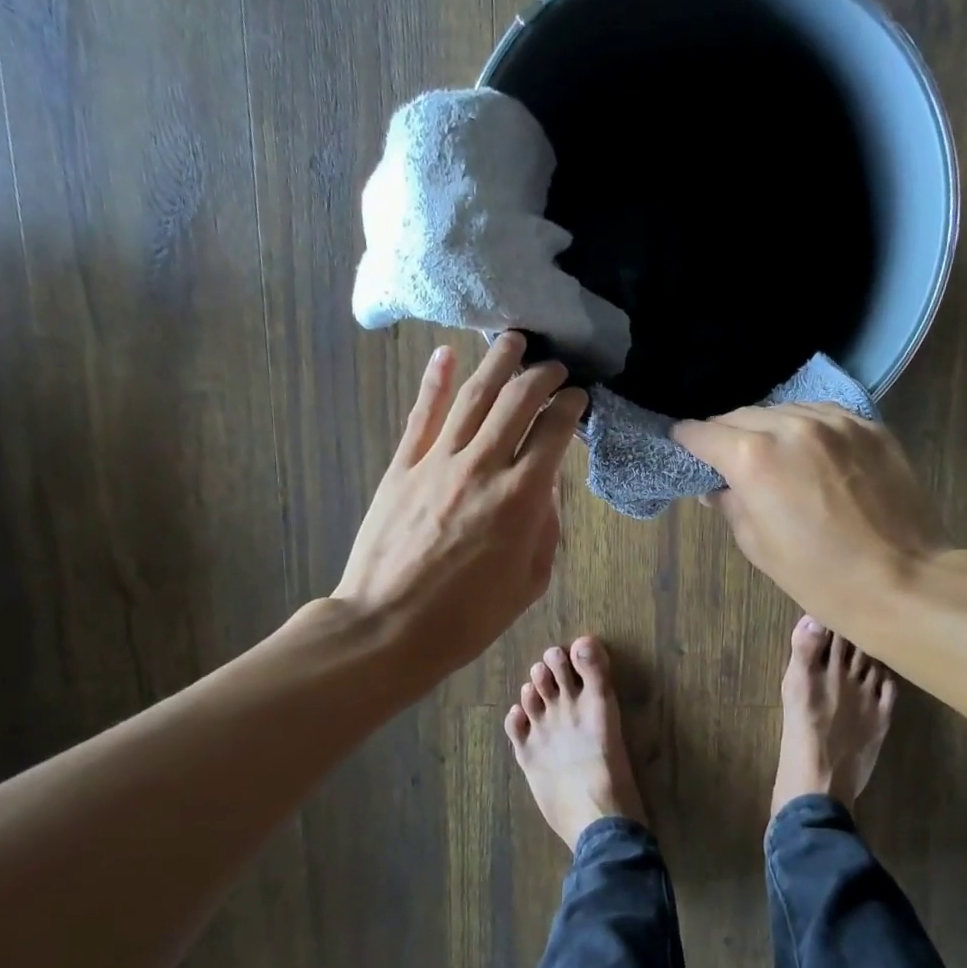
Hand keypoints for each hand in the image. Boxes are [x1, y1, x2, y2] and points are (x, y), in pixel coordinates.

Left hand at [335, 332, 587, 679]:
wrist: (388, 627)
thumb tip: (546, 487)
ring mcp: (437, 462)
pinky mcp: (402, 467)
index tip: (578, 397)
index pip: (553, 432)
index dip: (570, 407)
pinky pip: (422, 414)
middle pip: (517, 401)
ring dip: (496, 363)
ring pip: (472, 396)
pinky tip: (446, 355)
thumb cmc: (468, 617)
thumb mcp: (529, 583)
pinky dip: (434, 381)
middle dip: (541, 376)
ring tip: (513, 340)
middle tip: (554, 366)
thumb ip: (545, 529)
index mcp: (522, 498)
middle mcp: (483, 467)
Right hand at [673, 403, 949, 632]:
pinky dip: (806, 427)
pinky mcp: (869, 426)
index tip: (684, 447)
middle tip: (726, 458)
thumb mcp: (758, 547)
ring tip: (771, 454)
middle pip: (742, 415)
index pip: (704, 433)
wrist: (903, 581)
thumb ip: (731, 504)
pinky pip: (823, 414)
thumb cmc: (820, 576)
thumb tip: (718, 488)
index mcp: (753, 457)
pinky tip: (810, 451)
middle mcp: (791, 425)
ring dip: (768, 427)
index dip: (688, 441)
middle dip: (727, 434)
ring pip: (783, 409)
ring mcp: (835, 421)